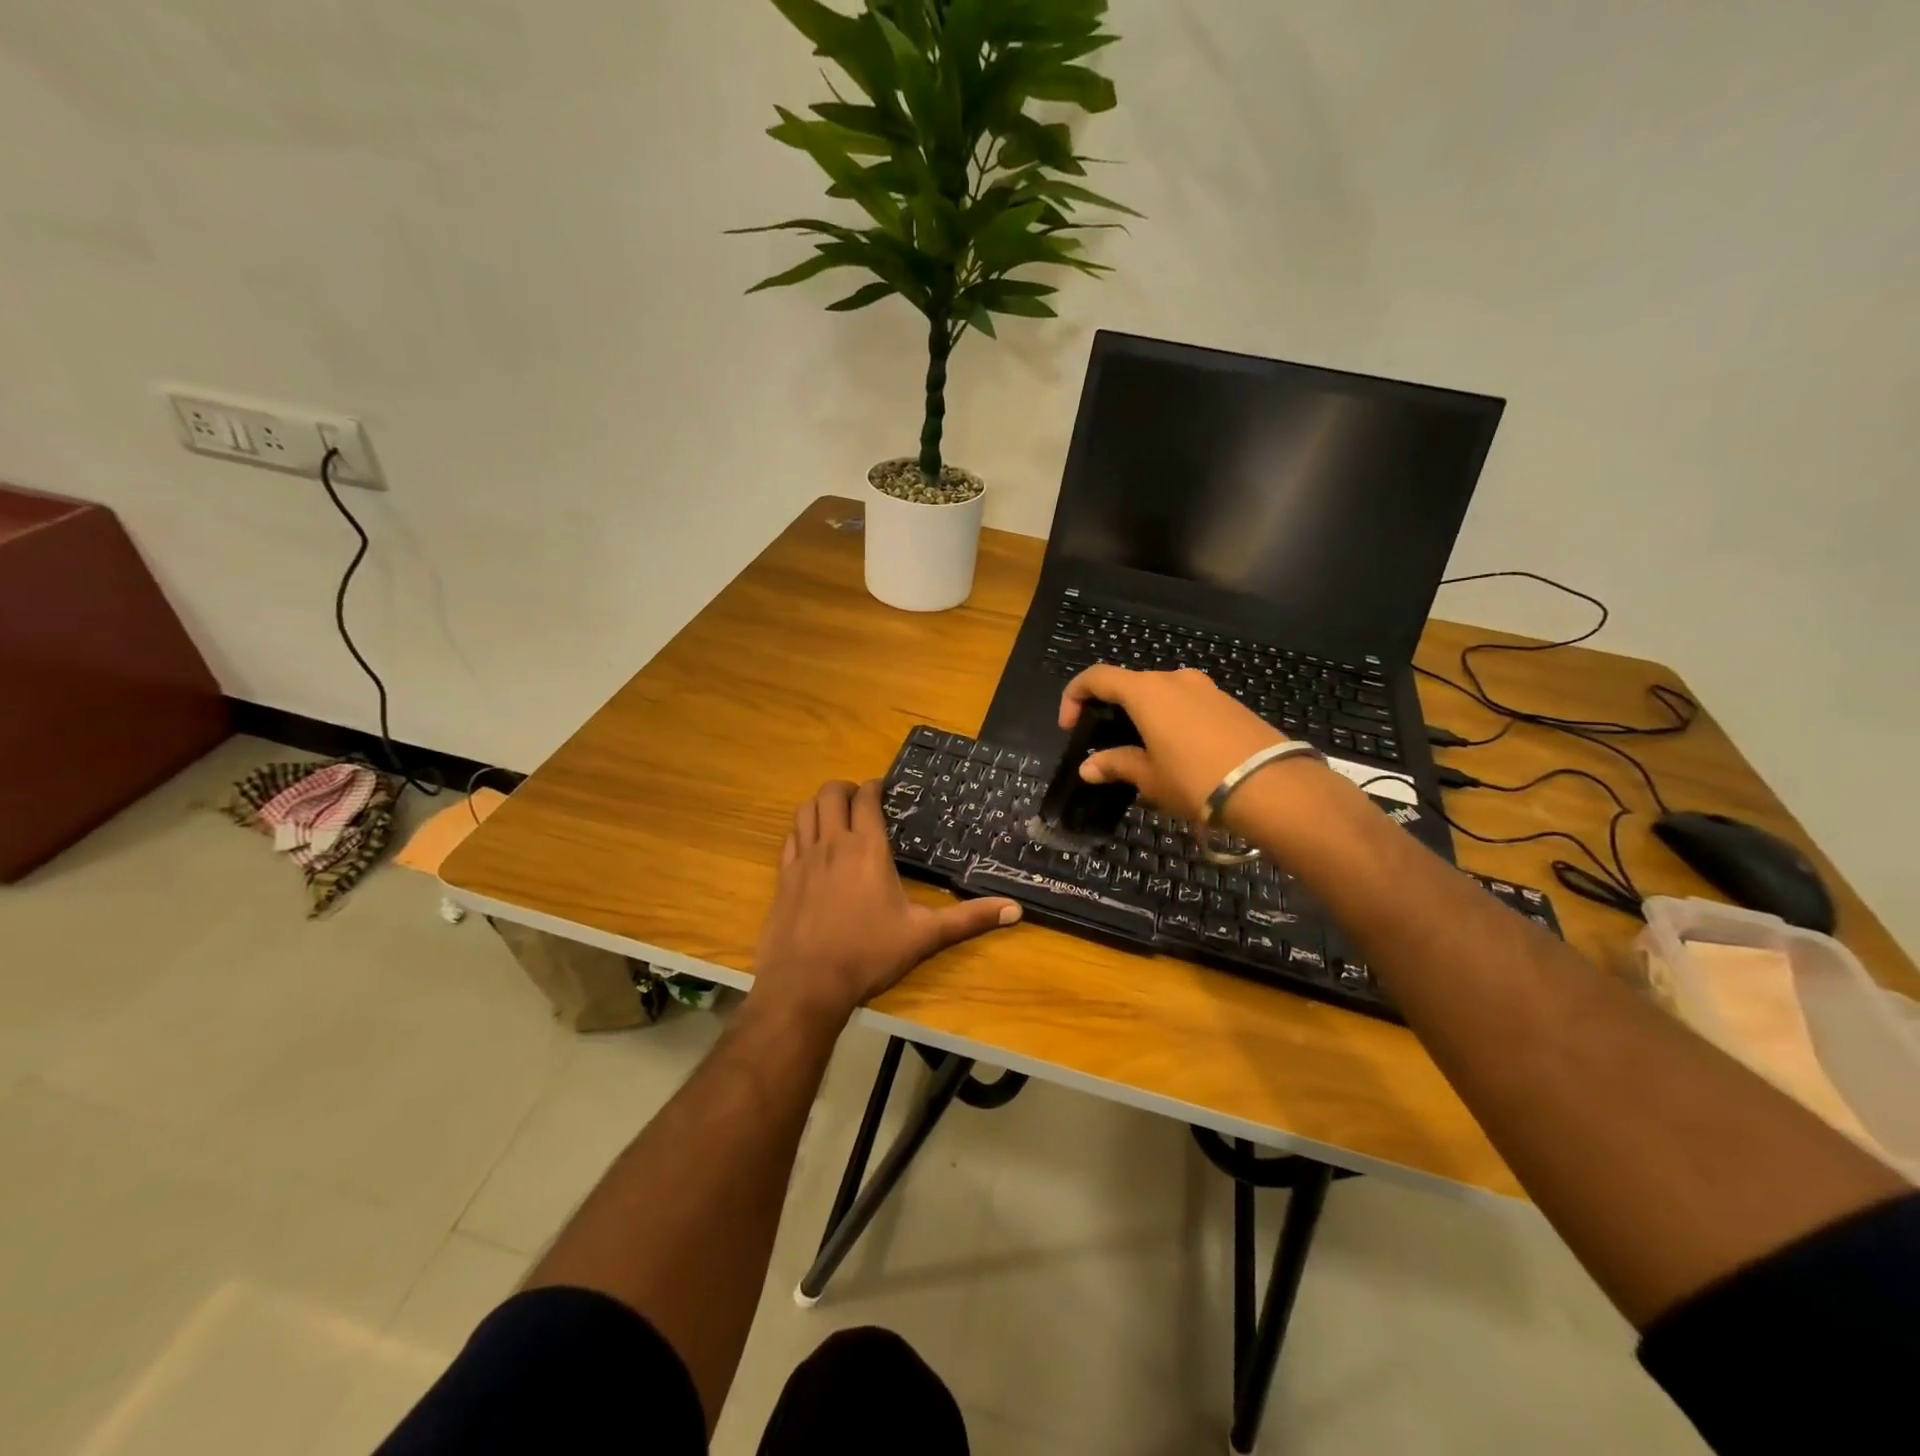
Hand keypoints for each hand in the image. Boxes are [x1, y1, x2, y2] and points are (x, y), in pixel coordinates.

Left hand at [751, 780, 1020, 1022]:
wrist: (805, 985)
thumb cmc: (868, 955)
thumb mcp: (924, 936)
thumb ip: (969, 919)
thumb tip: (1016, 910)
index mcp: (867, 849)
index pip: (866, 798)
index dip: (874, 786)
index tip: (884, 789)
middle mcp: (832, 844)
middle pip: (830, 794)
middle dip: (846, 789)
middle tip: (861, 801)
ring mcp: (802, 860)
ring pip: (805, 811)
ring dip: (820, 805)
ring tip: (836, 816)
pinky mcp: (782, 878)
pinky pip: (789, 838)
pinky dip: (801, 830)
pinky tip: (811, 845)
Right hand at [1059, 666, 1286, 823]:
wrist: (1273, 788)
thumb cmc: (1196, 779)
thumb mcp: (1149, 777)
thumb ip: (1116, 765)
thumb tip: (1088, 767)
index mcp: (1146, 691)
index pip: (1097, 677)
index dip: (1074, 696)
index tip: (1069, 727)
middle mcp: (1175, 679)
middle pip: (1130, 685)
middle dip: (1111, 710)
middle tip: (1106, 745)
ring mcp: (1206, 689)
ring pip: (1161, 695)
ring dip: (1143, 717)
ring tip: (1143, 754)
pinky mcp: (1230, 704)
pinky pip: (1187, 705)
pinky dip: (1171, 721)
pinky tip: (1177, 754)